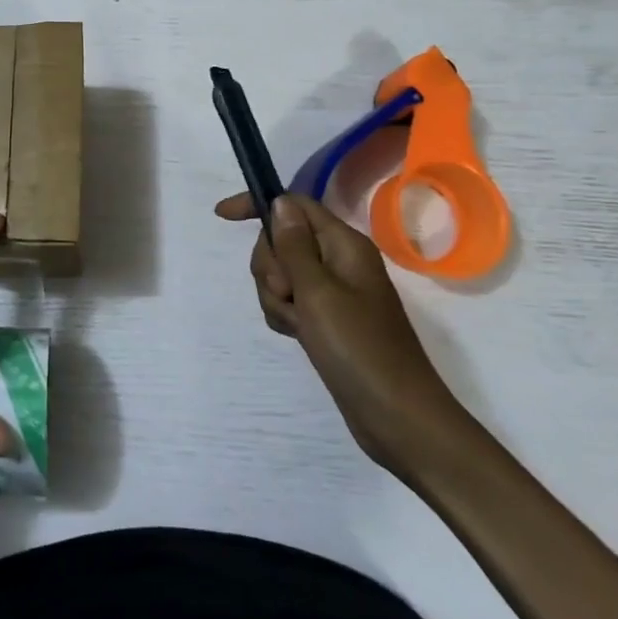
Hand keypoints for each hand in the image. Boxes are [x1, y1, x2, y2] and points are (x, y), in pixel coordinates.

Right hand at [215, 191, 464, 476]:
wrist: (396, 416)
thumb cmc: (359, 348)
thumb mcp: (319, 292)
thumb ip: (294, 245)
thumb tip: (280, 202)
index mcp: (344, 245)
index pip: (295, 205)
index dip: (259, 206)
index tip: (221, 216)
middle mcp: (339, 262)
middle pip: (282, 241)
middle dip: (271, 266)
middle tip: (288, 294)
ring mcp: (332, 292)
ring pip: (281, 274)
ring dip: (276, 296)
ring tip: (297, 325)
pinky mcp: (325, 320)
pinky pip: (289, 302)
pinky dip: (283, 315)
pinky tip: (296, 336)